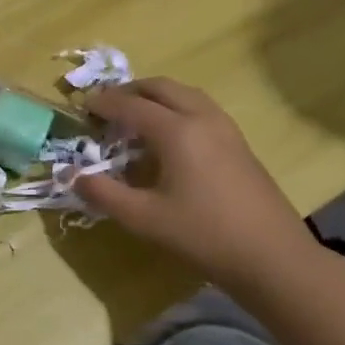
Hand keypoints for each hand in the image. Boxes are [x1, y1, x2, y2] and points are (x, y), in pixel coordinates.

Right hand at [75, 79, 317, 293]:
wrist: (272, 257)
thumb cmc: (203, 235)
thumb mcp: (143, 218)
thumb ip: (103, 194)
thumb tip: (72, 176)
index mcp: (177, 131)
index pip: (130, 105)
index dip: (103, 103)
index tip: (81, 106)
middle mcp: (202, 118)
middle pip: (161, 87)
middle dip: (130, 91)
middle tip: (106, 106)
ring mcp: (226, 129)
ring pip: (185, 94)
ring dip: (156, 96)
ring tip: (135, 116)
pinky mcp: (239, 143)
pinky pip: (201, 108)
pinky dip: (176, 108)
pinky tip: (169, 137)